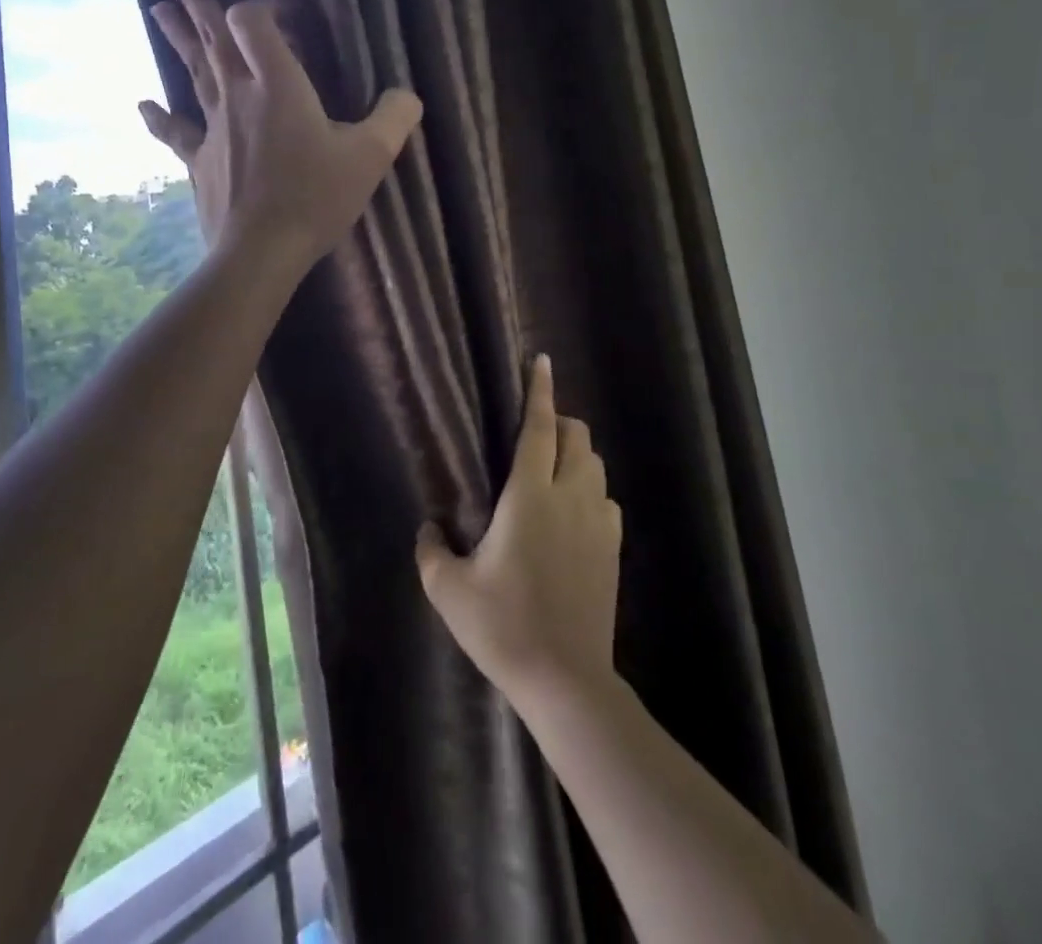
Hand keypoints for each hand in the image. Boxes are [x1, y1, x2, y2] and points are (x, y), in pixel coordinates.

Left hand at [140, 0, 422, 271]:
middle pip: (211, 36)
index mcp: (278, 85)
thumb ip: (395, 118)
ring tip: (155, 9)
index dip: (260, 7)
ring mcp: (213, 127)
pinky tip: (144, 105)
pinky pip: (177, 132)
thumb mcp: (371, 157)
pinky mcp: (200, 160)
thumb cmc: (316, 197)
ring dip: (176, 38)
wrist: (262, 250)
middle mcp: (238, 95)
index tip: (278, 10)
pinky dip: (161, 118)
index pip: (251, 22)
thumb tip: (408, 95)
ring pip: (192, 72)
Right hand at [416, 356, 623, 708]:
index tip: (542, 361)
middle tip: (533, 433)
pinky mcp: (613, 548)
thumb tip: (427, 527)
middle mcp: (570, 497)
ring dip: (576, 454)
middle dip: (559, 421)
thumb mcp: (449, 591)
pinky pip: (606, 499)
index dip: (539, 391)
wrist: (566, 680)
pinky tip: (573, 513)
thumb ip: (430, 551)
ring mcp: (598, 523)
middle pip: (576, 436)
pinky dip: (590, 490)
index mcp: (529, 496)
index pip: (538, 428)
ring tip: (551, 470)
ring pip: (595, 465)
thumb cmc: (503, 626)